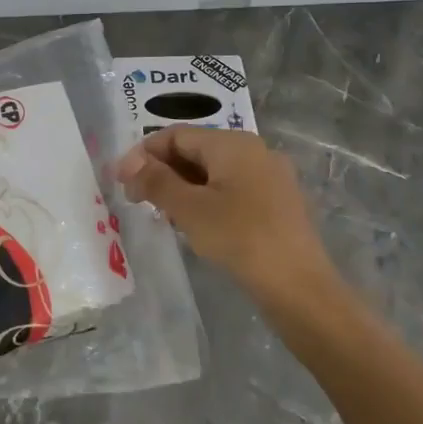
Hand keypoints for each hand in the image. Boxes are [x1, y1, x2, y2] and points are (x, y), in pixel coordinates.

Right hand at [115, 127, 332, 304]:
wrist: (300, 288)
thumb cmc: (240, 239)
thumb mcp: (190, 209)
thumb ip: (156, 181)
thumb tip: (129, 163)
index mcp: (233, 143)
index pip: (177, 135)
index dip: (144, 154)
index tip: (122, 181)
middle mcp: (254, 151)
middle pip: (196, 150)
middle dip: (163, 170)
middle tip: (138, 200)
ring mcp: (270, 177)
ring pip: (213, 172)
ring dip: (183, 187)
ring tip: (162, 215)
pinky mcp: (277, 203)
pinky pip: (232, 189)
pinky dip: (207, 199)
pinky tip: (195, 225)